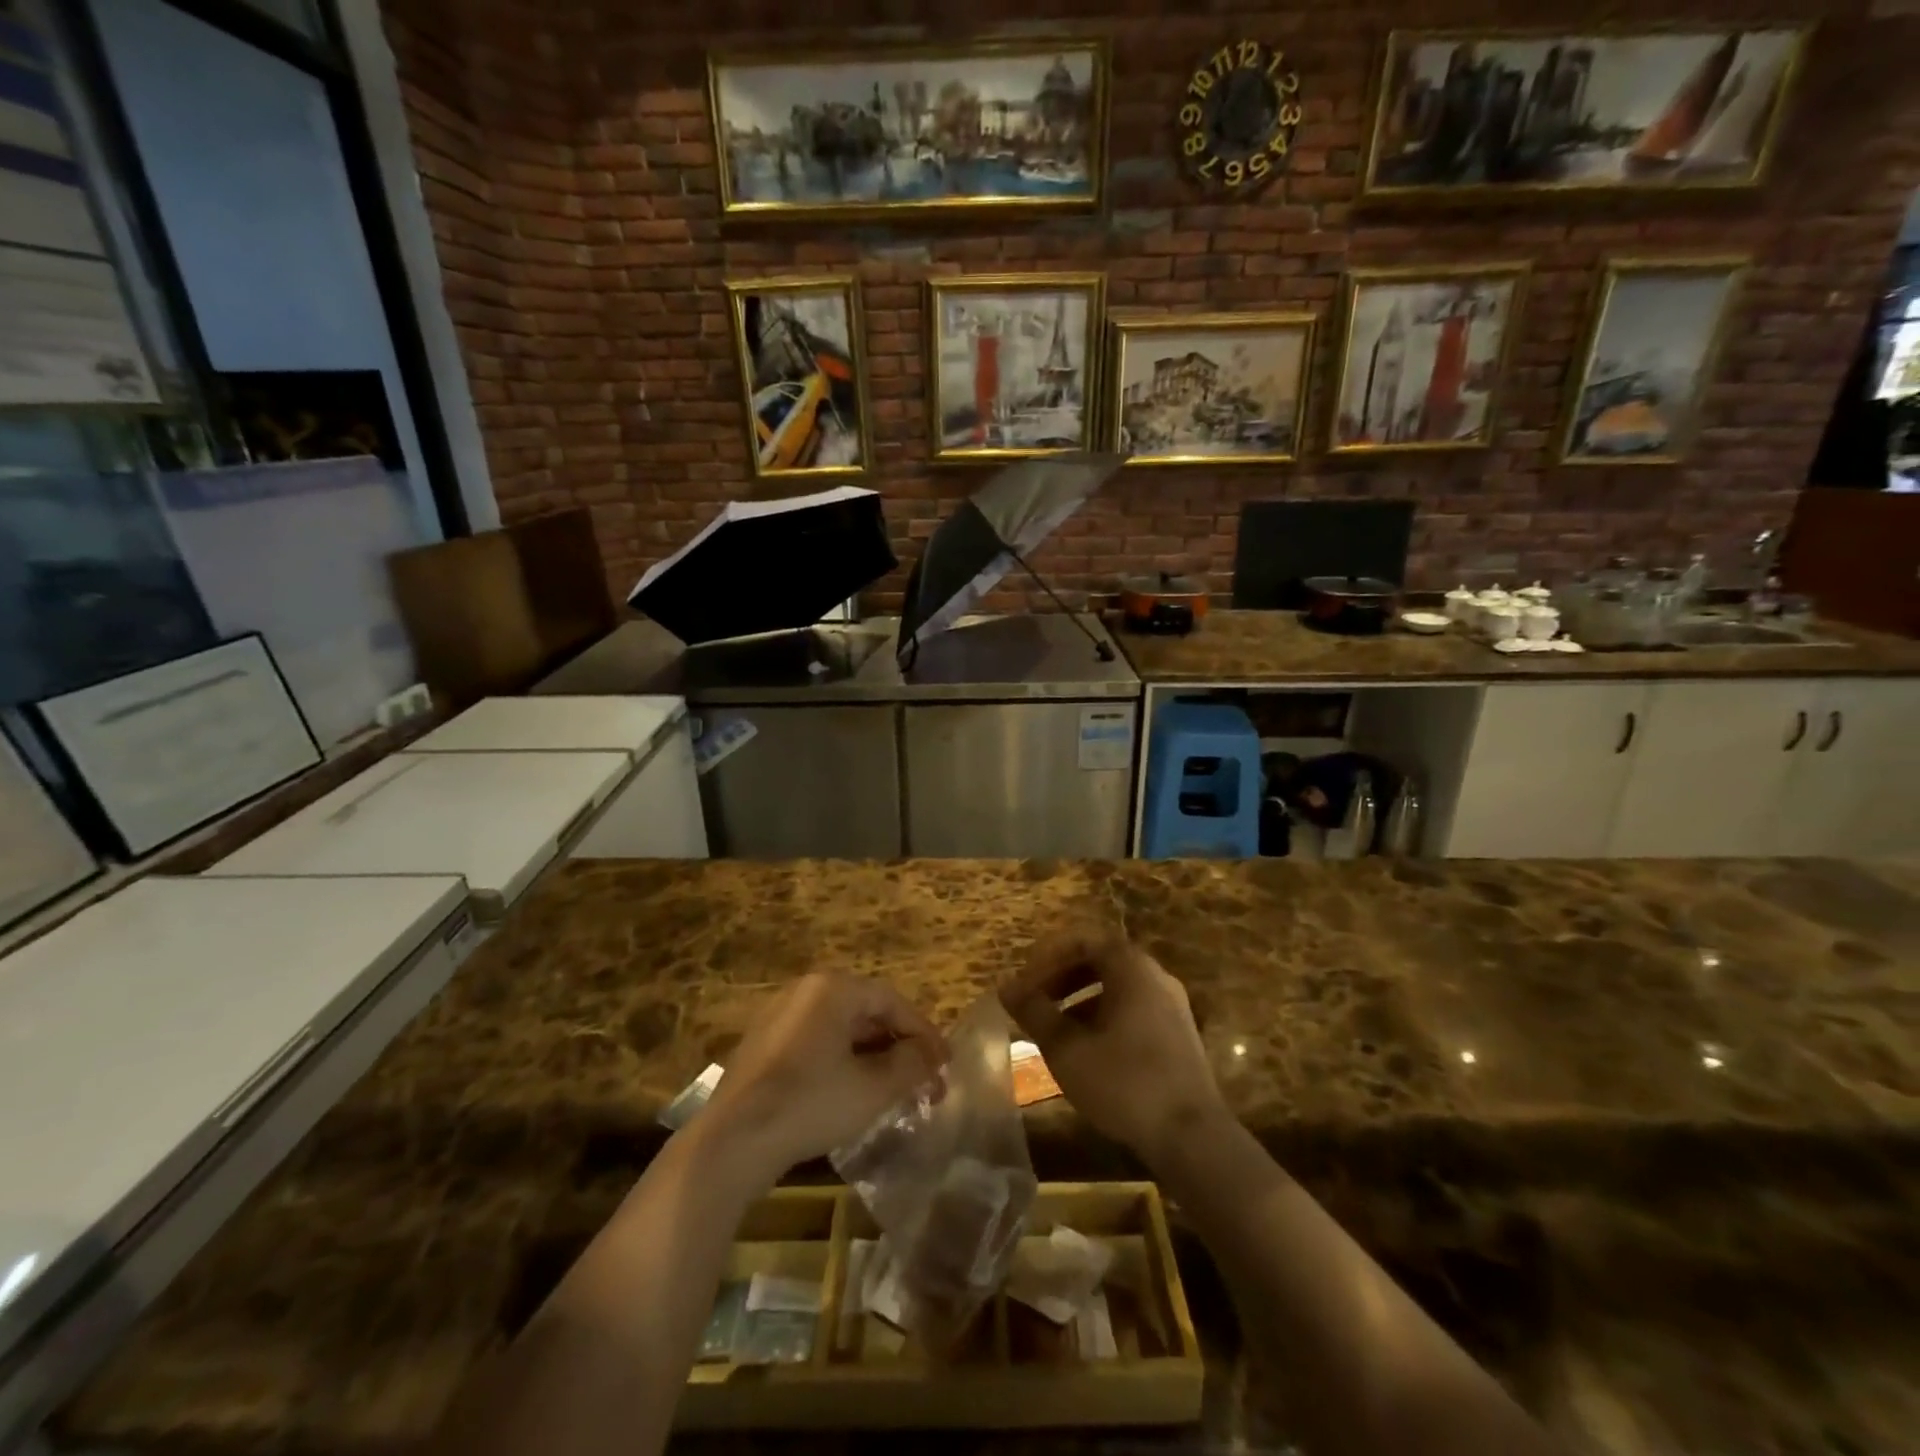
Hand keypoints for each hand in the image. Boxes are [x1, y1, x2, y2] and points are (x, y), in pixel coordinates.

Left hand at [700, 973, 947, 1182]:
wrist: (733, 1141)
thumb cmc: (811, 1103)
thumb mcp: (873, 1087)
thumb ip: (911, 1065)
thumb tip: (932, 1056)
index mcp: (833, 988)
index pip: (892, 1002)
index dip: (923, 1033)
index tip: (945, 1064)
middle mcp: (805, 991)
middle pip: (866, 1013)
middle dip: (899, 1048)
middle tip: (924, 1081)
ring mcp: (779, 1017)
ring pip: (841, 1030)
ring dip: (873, 1058)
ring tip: (894, 1091)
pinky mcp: (763, 1045)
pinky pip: (816, 1043)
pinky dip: (842, 1063)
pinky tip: (853, 1094)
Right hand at [999, 928, 1226, 1167]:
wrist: (1192, 1138)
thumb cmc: (1124, 1082)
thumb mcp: (1067, 1048)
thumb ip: (1035, 1012)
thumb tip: (1006, 987)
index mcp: (1132, 968)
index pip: (1084, 940)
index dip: (1048, 955)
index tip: (1025, 980)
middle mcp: (1155, 977)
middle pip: (1101, 961)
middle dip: (1062, 976)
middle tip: (1034, 1001)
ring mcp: (1171, 1007)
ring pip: (1116, 988)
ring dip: (1079, 999)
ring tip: (1052, 1028)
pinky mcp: (1177, 1036)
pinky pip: (1132, 1010)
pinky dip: (1102, 1017)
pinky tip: (1084, 1051)